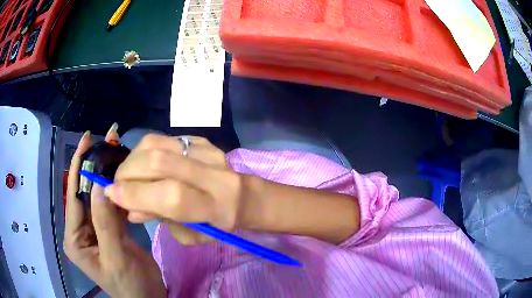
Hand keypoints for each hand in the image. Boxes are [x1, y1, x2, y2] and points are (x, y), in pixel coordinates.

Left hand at [64, 126, 165, 297]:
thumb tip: (102, 186)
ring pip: (100, 197)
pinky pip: (112, 206)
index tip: (87, 139)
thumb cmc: (130, 285)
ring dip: (109, 175)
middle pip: (86, 193)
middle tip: (108, 138)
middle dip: (95, 165)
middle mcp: (81, 230)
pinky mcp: (110, 230)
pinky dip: (119, 190)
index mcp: (74, 238)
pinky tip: (125, 175)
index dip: (79, 167)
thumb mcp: (116, 259)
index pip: (74, 196)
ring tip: (118, 149)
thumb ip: (105, 225)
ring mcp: (96, 229)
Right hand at [106, 134, 244, 244]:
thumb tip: (129, 208)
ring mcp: (208, 150)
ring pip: (157, 143)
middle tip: (117, 184)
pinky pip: (163, 138)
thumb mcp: (191, 234)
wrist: (242, 196)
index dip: (136, 194)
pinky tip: (142, 164)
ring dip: (132, 158)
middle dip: (128, 173)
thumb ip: (161, 220)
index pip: (171, 196)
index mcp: (217, 206)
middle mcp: (214, 173)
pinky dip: (144, 151)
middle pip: (159, 162)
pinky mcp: (201, 139)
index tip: (112, 194)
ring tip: (127, 174)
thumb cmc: (217, 224)